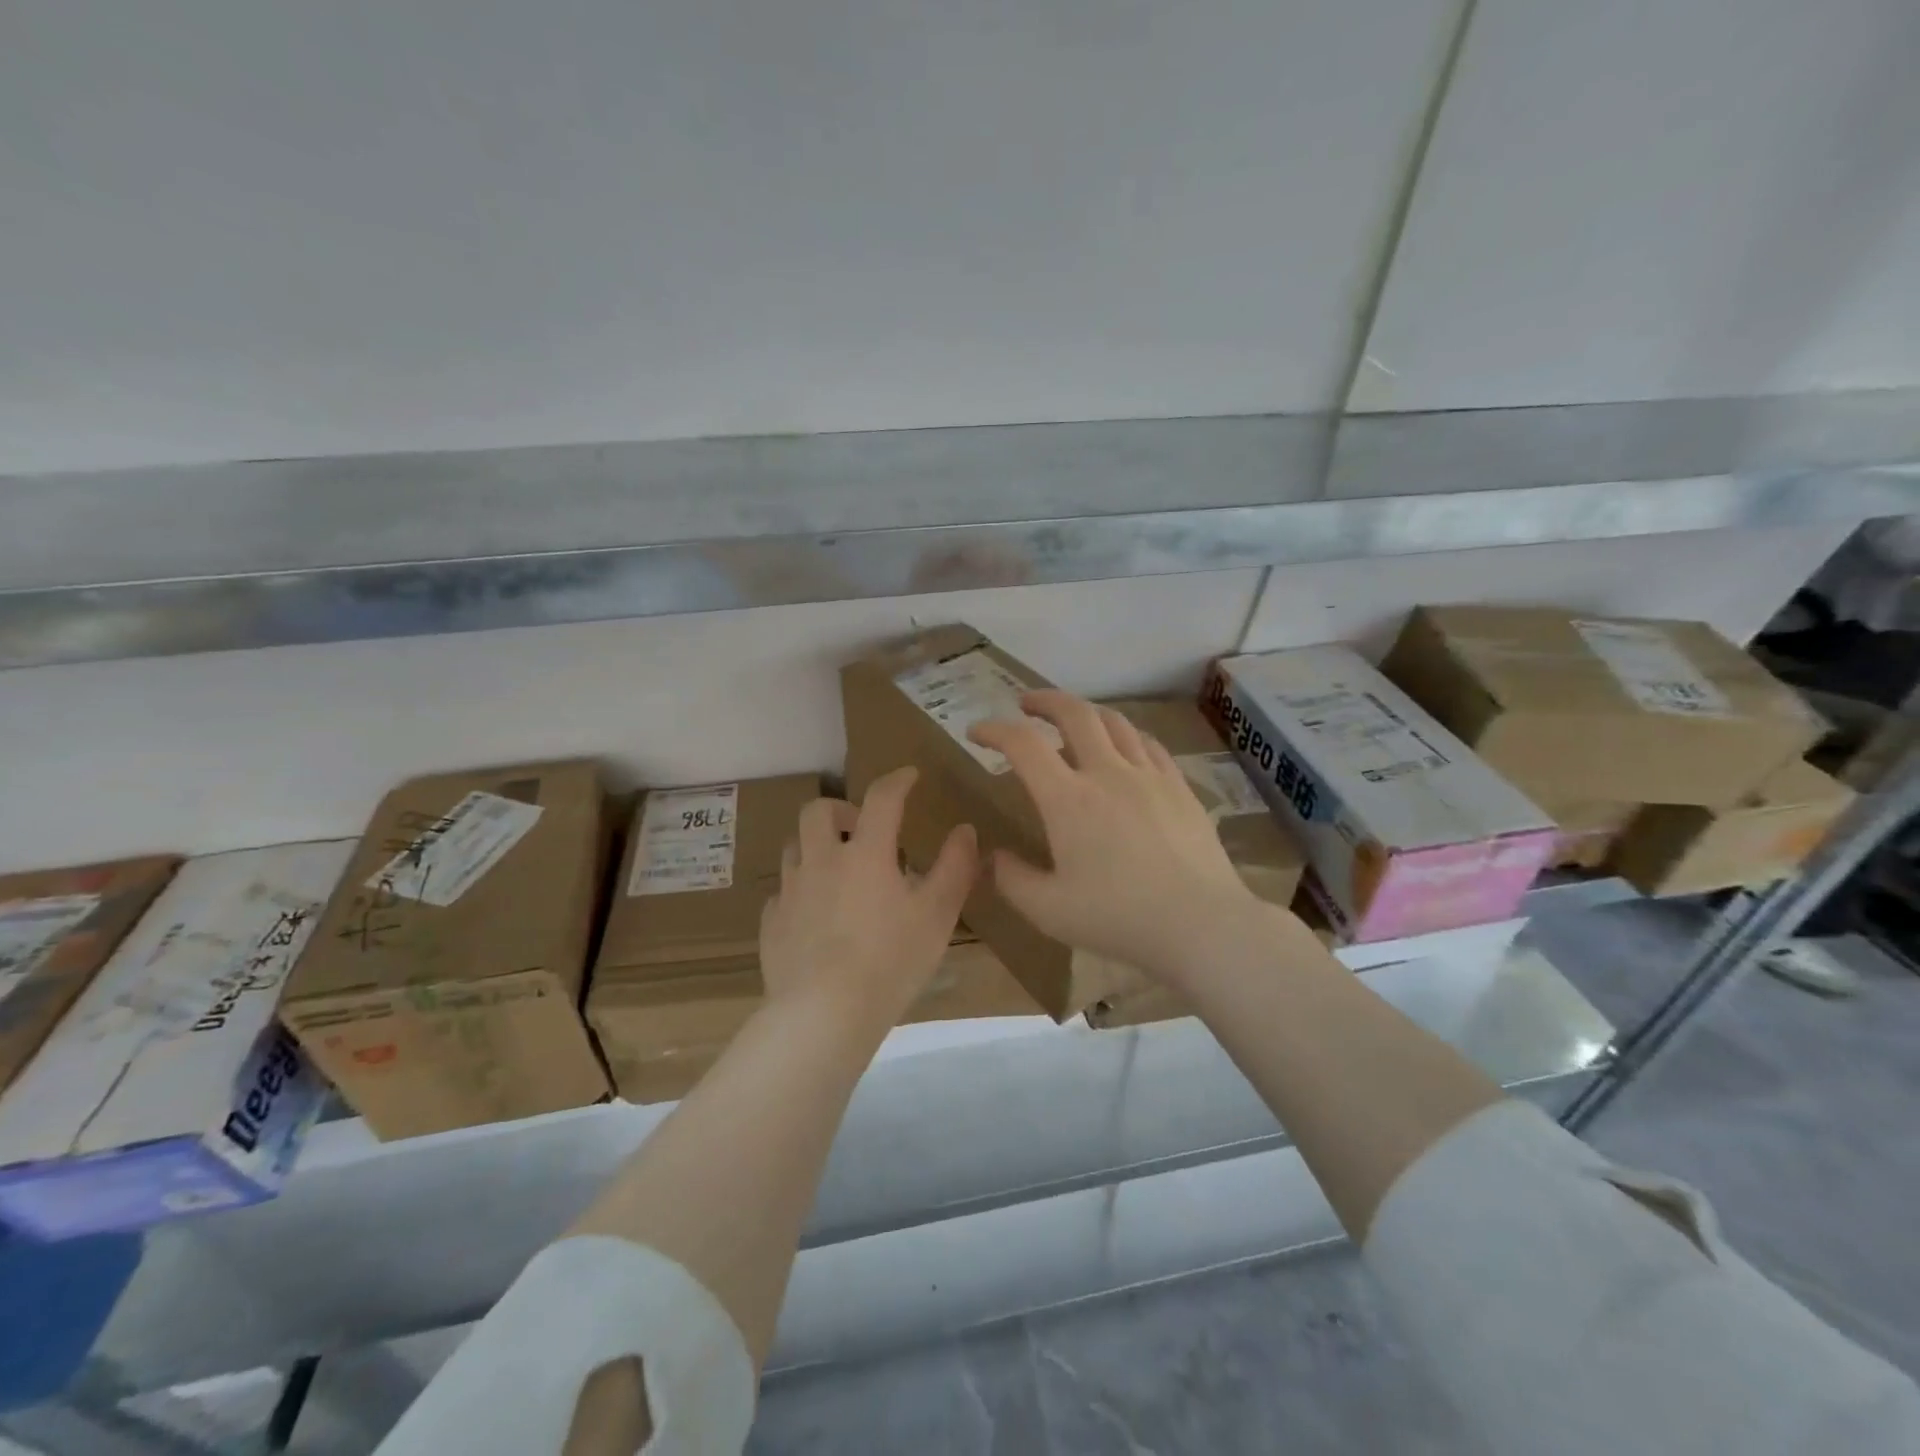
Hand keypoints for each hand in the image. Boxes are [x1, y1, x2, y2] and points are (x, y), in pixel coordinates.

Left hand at [760, 767, 977, 1030]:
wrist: (824, 1014)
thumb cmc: (890, 961)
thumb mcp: (937, 915)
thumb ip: (955, 868)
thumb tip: (965, 830)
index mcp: (865, 853)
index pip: (881, 798)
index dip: (897, 780)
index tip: (910, 777)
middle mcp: (821, 861)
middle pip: (817, 810)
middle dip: (841, 809)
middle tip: (861, 828)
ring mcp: (791, 892)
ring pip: (794, 848)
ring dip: (816, 847)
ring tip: (838, 870)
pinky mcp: (772, 924)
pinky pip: (783, 893)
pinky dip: (801, 892)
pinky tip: (815, 915)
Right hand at [969, 691, 1263, 984]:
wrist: (1201, 923)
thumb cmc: (1119, 918)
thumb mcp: (1049, 910)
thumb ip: (1012, 880)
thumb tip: (995, 857)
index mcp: (1068, 799)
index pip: (1023, 745)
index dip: (994, 730)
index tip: (977, 732)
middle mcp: (1108, 773)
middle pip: (1074, 713)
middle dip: (1044, 701)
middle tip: (1026, 704)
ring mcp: (1149, 776)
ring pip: (1115, 722)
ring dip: (1086, 713)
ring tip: (1073, 721)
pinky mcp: (1180, 787)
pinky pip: (1149, 744)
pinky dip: (1126, 735)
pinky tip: (1125, 748)